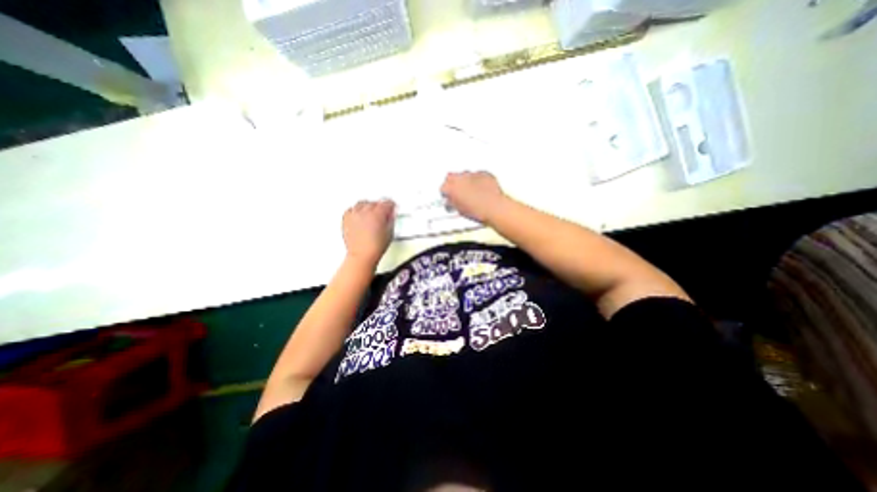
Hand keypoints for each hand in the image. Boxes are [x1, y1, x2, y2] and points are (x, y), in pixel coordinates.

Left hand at [344, 197, 396, 264]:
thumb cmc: (375, 247)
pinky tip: (358, 214)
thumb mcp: (390, 233)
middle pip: (374, 202)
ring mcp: (354, 215)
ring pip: (361, 203)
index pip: (386, 203)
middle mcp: (365, 212)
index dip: (391, 205)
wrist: (362, 255)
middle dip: (379, 205)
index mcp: (378, 214)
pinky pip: (350, 210)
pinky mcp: (346, 220)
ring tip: (370, 211)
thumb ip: (391, 220)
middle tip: (383, 211)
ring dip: (367, 206)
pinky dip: (355, 210)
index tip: (392, 207)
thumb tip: (391, 215)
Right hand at [443, 171, 510, 219]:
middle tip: (458, 192)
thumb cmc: (478, 210)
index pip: (443, 187)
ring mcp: (472, 174)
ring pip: (465, 174)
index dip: (446, 193)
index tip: (449, 197)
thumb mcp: (460, 210)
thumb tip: (452, 201)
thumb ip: (453, 203)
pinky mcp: (483, 173)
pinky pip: (478, 175)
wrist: (494, 207)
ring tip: (471, 191)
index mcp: (451, 187)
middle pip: (451, 176)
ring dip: (466, 181)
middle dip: (453, 183)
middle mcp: (460, 178)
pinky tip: (481, 189)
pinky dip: (478, 180)